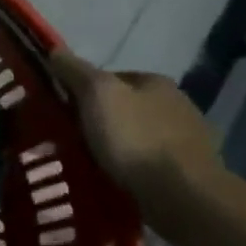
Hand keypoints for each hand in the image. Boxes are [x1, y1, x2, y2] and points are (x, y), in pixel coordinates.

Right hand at [47, 51, 219, 209]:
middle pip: (125, 107)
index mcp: (156, 82)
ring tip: (91, 164)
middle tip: (72, 140)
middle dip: (101, 121)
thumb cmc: (136, 138)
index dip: (83, 92)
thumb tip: (54, 50)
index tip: (64, 112)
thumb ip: (75, 70)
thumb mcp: (96, 94)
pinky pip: (151, 164)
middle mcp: (178, 104)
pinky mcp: (192, 173)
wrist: (184, 196)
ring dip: (119, 147)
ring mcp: (189, 140)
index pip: (110, 78)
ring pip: (138, 136)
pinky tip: (118, 181)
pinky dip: (134, 169)